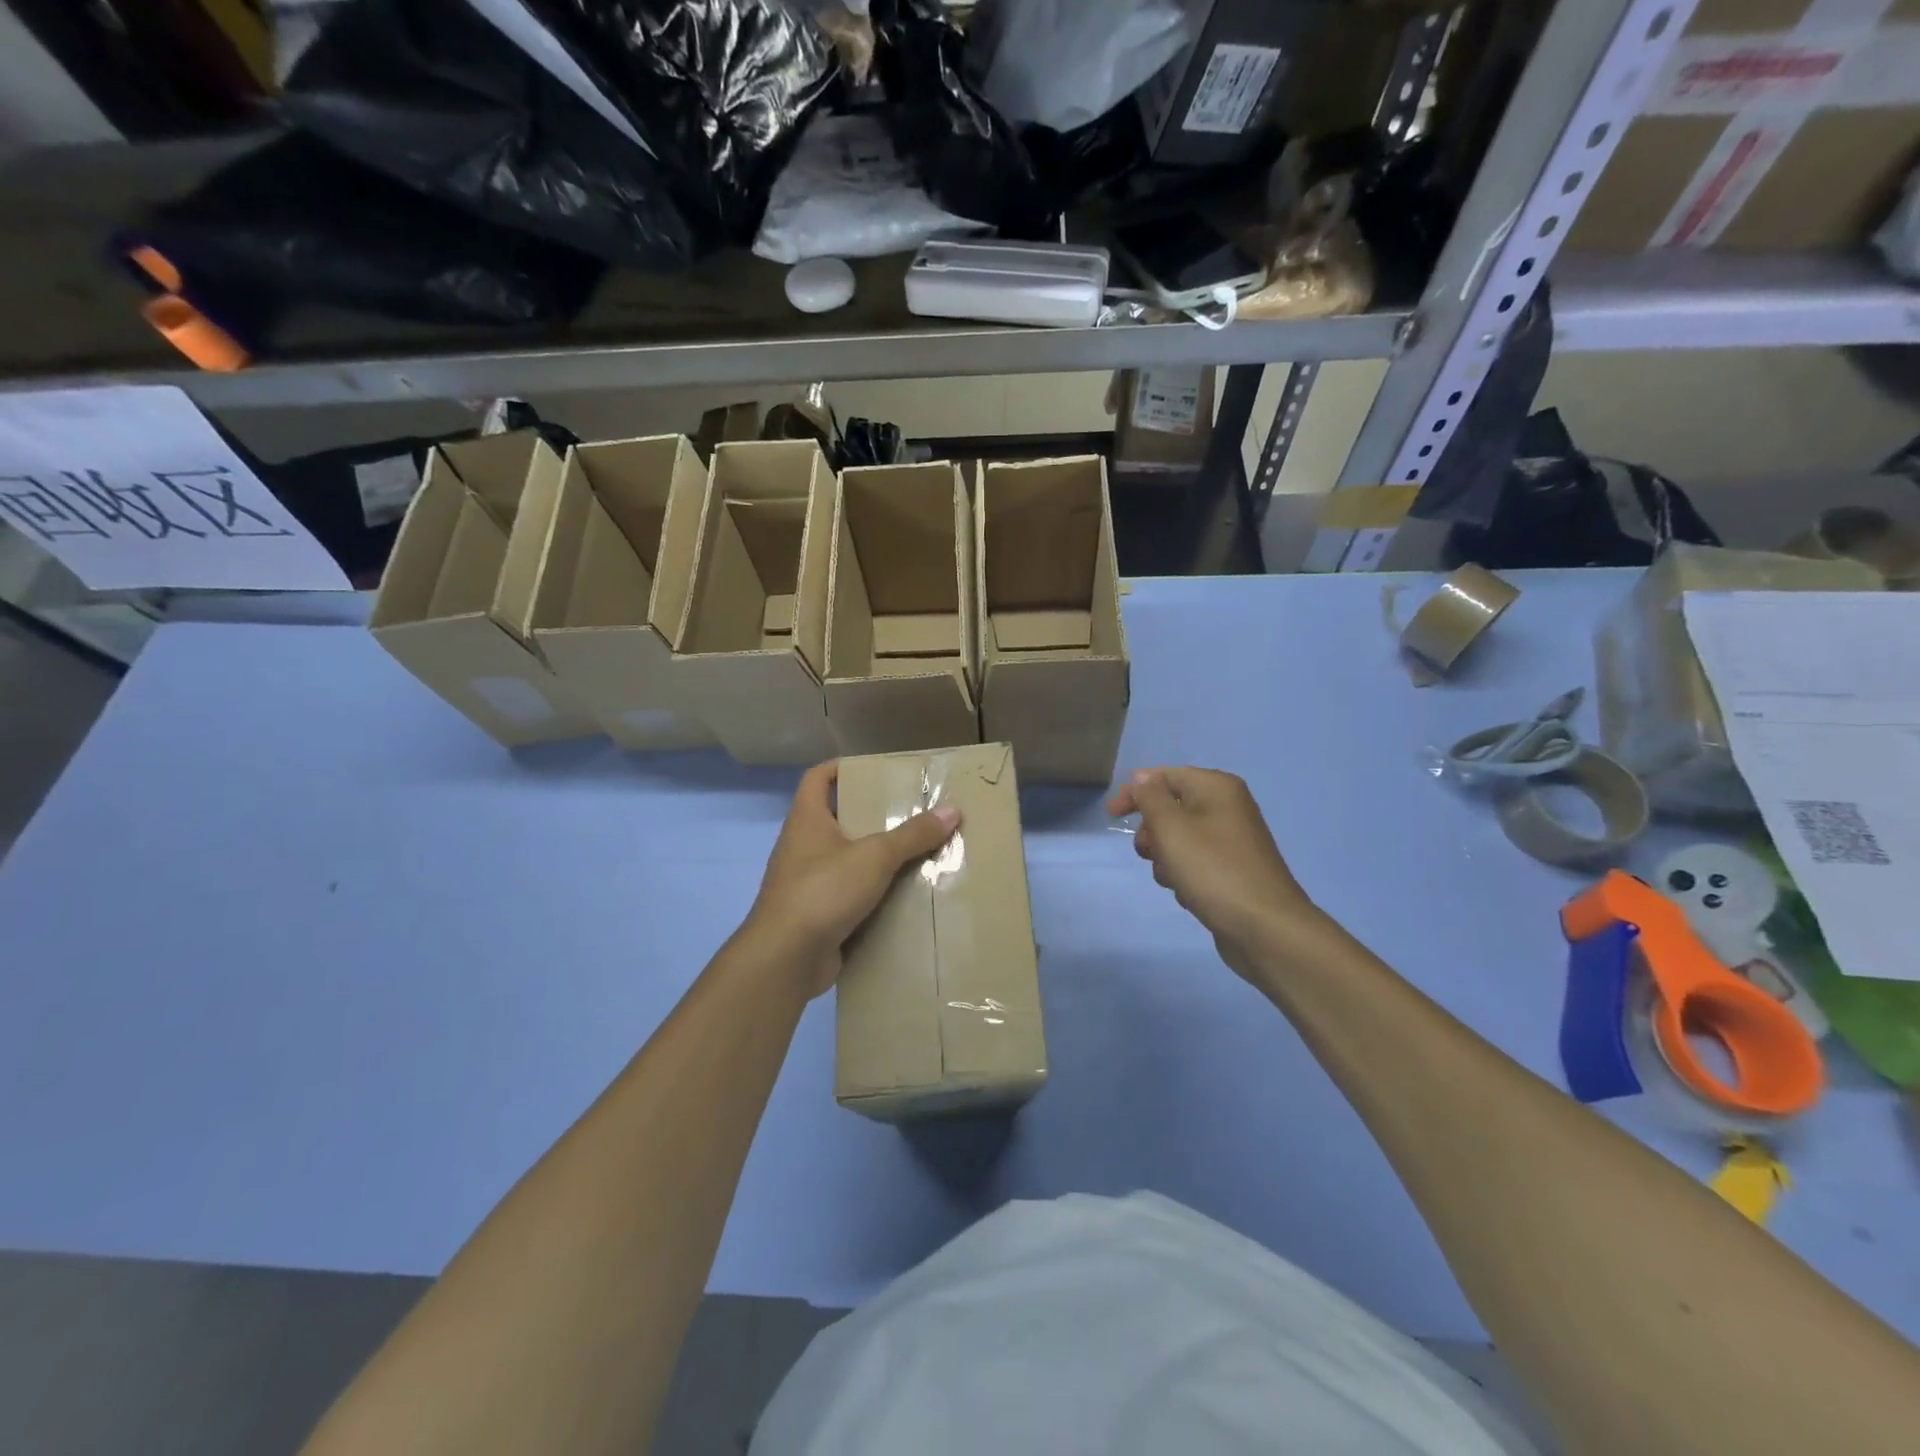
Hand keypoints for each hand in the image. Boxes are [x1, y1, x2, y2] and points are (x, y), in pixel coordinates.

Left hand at [747, 761, 960, 996]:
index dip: (842, 767)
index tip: (875, 770)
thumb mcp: (875, 856)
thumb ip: (913, 834)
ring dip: (876, 857)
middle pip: (838, 818)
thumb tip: (953, 810)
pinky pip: (849, 895)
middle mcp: (802, 846)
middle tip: (911, 812)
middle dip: (872, 815)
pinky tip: (903, 895)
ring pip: (846, 859)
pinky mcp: (817, 914)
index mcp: (807, 820)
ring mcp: (807, 882)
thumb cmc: (824, 890)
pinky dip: (873, 893)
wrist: (786, 958)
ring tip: (916, 852)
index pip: (818, 778)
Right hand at [1107, 766, 1320, 970]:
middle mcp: (1227, 807)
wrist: (1264, 928)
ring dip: (1165, 858)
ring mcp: (1231, 840)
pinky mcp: (1231, 869)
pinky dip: (1184, 875)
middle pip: (1170, 808)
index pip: (1165, 776)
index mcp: (1216, 788)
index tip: (1111, 815)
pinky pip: (1194, 862)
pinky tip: (1190, 894)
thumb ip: (1150, 797)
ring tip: (1175, 878)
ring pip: (1178, 839)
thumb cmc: (1213, 870)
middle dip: (1152, 832)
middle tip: (1151, 852)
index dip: (1135, 792)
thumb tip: (1143, 779)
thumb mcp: (1171, 828)